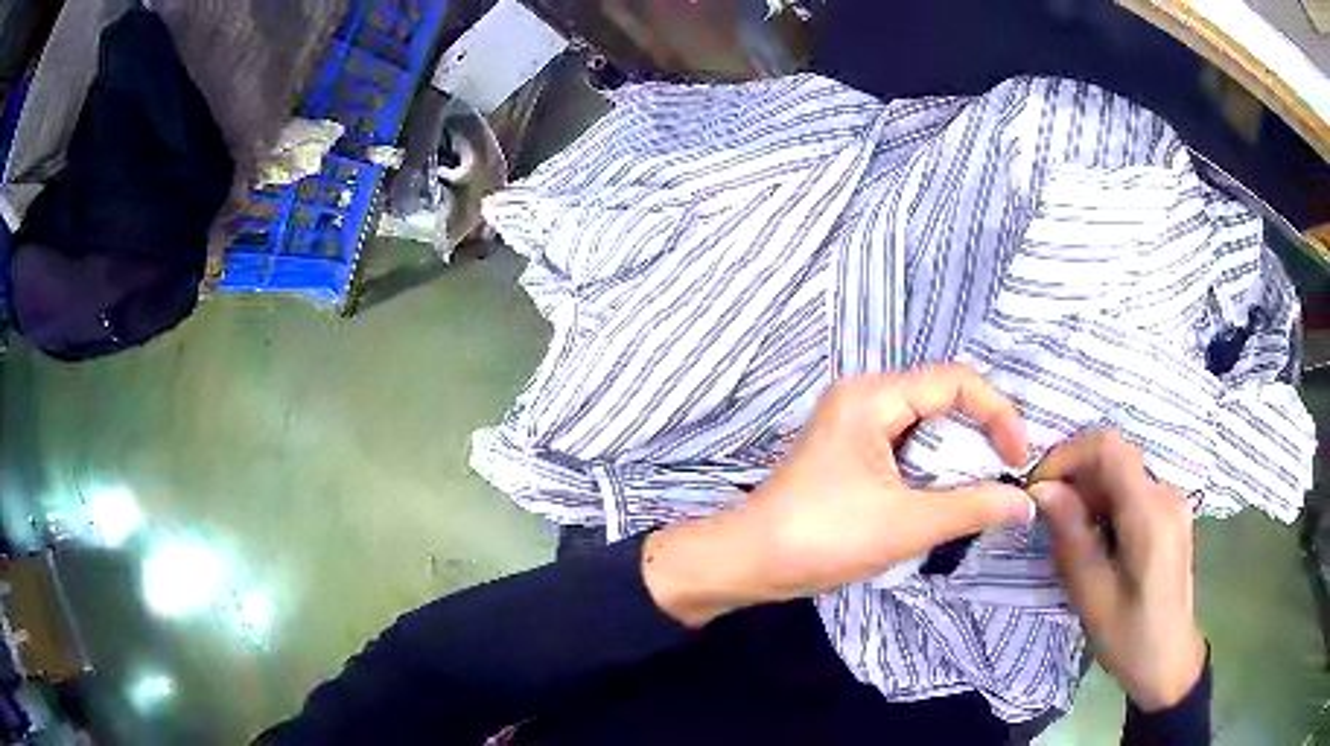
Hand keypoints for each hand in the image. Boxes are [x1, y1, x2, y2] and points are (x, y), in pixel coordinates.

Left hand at [643, 365, 1034, 627]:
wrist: (748, 561)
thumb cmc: (822, 538)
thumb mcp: (906, 524)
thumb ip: (973, 507)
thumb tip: (1024, 502)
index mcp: (873, 396)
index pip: (957, 381)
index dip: (998, 414)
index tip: (1020, 459)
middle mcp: (864, 395)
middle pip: (943, 396)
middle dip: (983, 431)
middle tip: (1010, 472)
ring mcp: (854, 421)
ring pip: (927, 421)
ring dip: (960, 450)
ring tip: (988, 484)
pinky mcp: (851, 448)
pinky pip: (907, 442)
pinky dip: (936, 463)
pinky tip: (952, 490)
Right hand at [1030, 430, 1206, 711]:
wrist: (1169, 660)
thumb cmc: (1130, 638)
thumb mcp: (1093, 597)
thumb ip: (1072, 538)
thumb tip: (1042, 490)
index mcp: (1151, 515)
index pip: (1108, 449)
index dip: (1068, 455)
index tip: (1037, 486)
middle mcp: (1166, 494)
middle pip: (1115, 459)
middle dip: (1075, 478)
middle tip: (1046, 518)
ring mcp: (1172, 501)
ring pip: (1122, 473)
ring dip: (1089, 494)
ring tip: (1069, 536)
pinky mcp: (1170, 512)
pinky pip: (1132, 490)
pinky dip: (1106, 504)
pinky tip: (1096, 541)